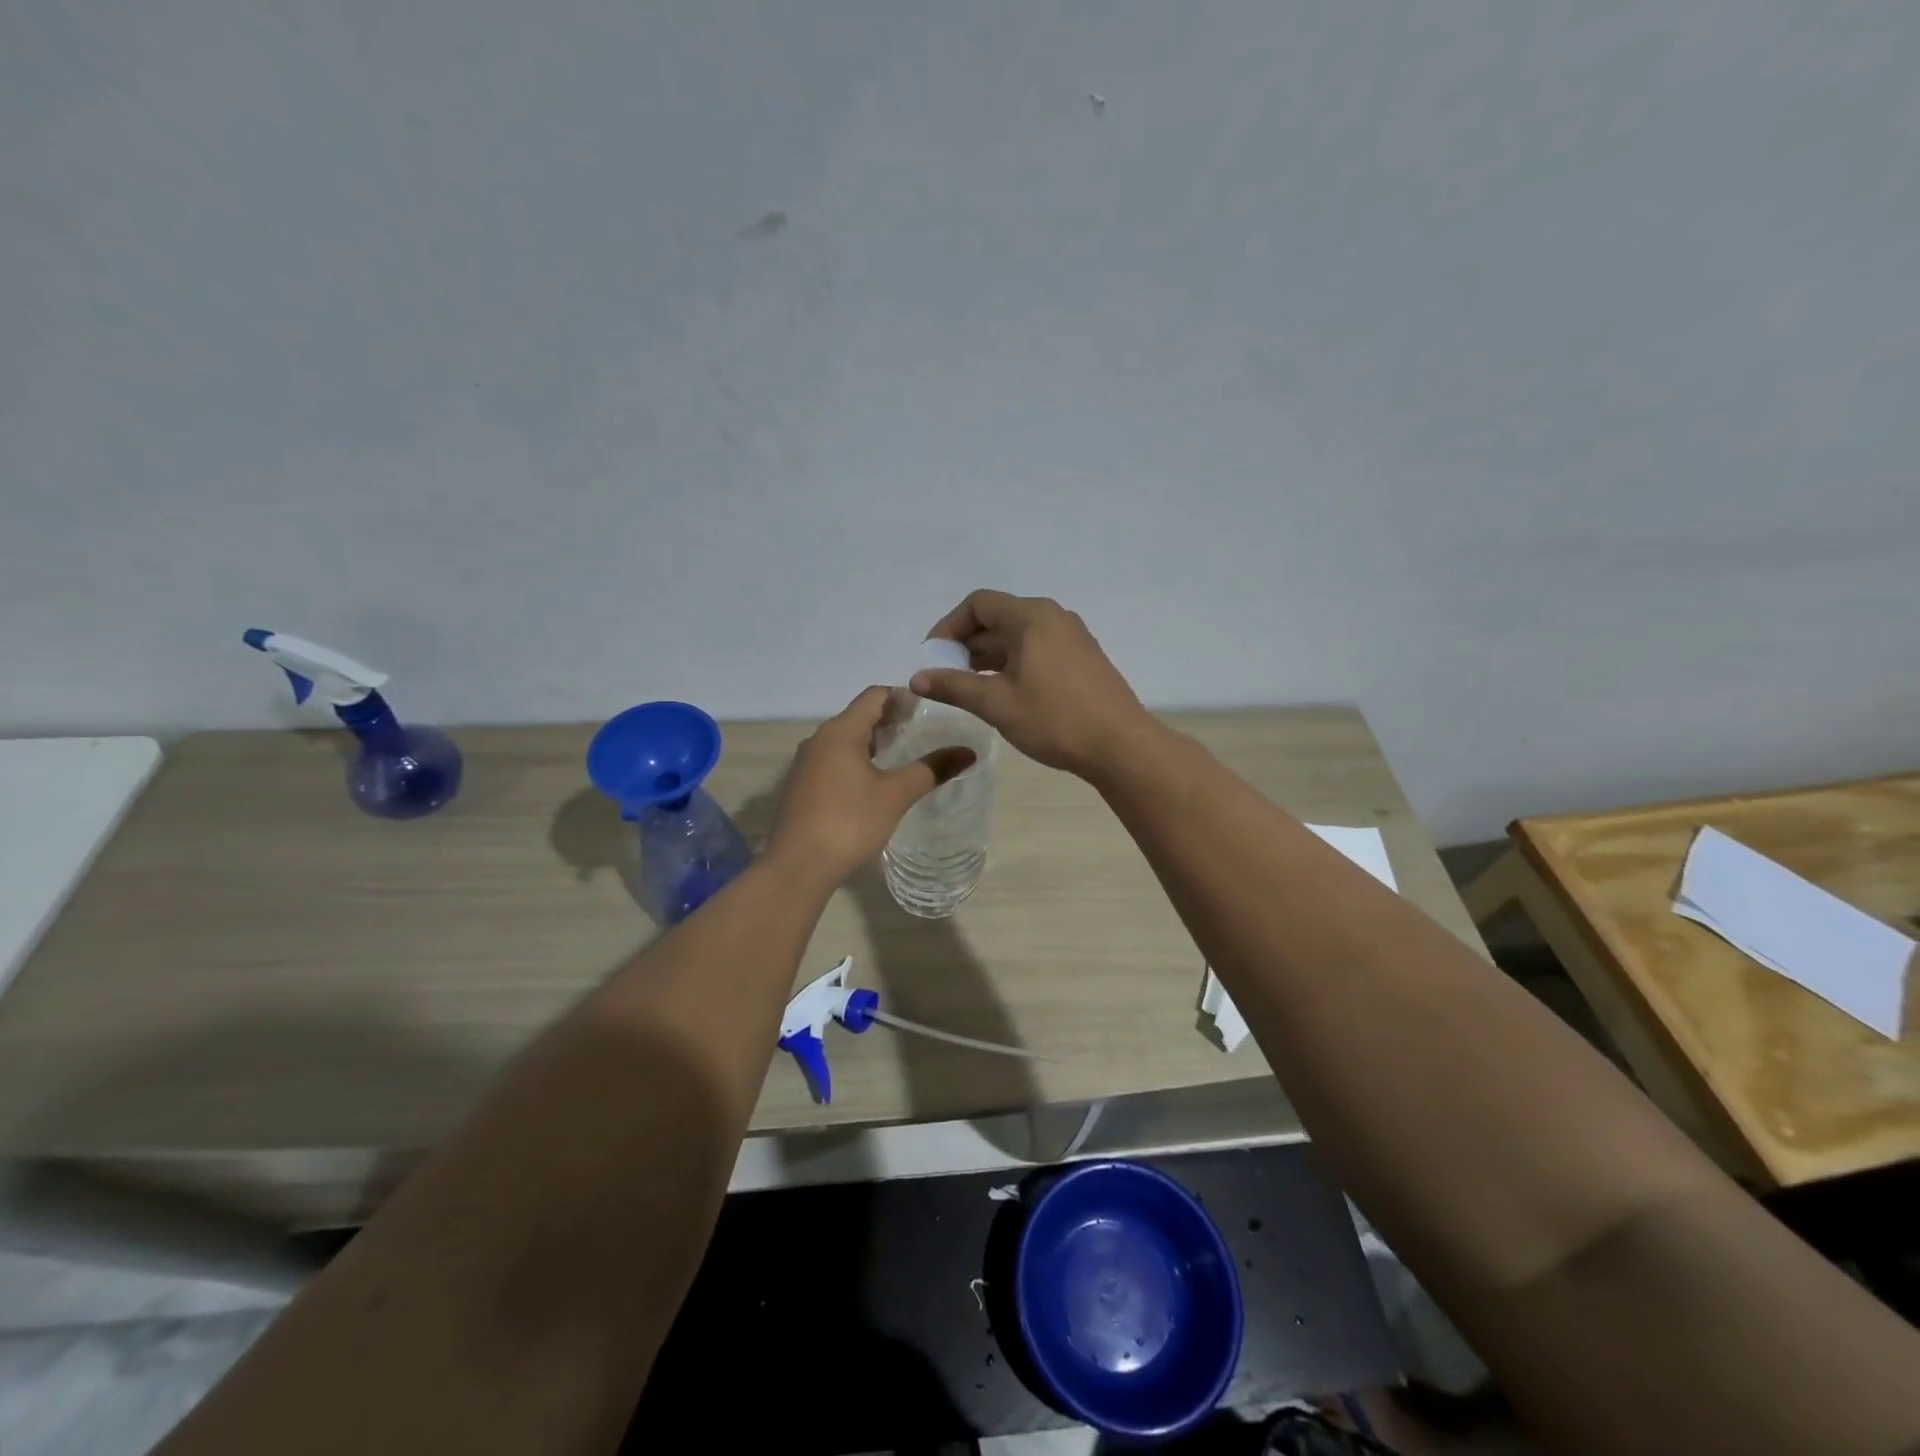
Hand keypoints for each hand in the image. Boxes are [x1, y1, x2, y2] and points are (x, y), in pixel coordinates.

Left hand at [763, 686, 975, 889]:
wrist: (797, 866)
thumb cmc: (849, 822)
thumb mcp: (896, 794)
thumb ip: (932, 769)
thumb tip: (969, 752)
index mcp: (840, 731)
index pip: (874, 695)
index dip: (903, 697)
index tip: (930, 710)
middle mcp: (819, 739)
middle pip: (859, 716)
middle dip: (891, 721)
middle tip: (924, 733)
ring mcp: (806, 764)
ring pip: (845, 740)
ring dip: (873, 743)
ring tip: (904, 757)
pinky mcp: (802, 787)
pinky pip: (834, 761)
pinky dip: (857, 761)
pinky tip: (875, 783)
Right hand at [911, 590, 1155, 780]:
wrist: (1120, 746)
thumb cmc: (1055, 719)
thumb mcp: (997, 704)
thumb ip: (954, 686)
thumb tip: (916, 678)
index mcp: (1031, 617)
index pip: (978, 604)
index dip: (948, 627)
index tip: (933, 658)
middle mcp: (1053, 617)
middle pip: (997, 618)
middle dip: (966, 646)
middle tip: (946, 679)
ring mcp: (1071, 637)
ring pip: (1017, 637)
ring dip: (988, 658)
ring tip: (969, 690)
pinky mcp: (1082, 659)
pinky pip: (1036, 650)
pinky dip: (1012, 664)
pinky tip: (1003, 694)